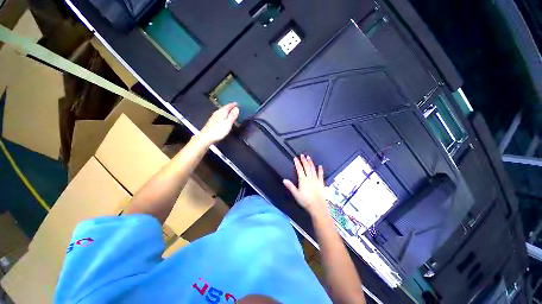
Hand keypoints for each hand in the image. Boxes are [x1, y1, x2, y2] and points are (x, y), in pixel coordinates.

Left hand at [198, 103, 239, 144]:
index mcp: (222, 112)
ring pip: (222, 111)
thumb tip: (237, 108)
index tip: (237, 103)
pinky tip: (224, 117)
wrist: (206, 137)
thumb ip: (232, 116)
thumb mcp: (228, 123)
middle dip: (230, 107)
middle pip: (224, 108)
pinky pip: (220, 115)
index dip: (233, 105)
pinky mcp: (212, 122)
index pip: (228, 106)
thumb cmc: (218, 131)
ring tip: (231, 111)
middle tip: (235, 106)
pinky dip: (224, 114)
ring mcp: (214, 117)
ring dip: (227, 111)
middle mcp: (217, 113)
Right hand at [283, 155, 328, 217]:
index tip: (295, 158)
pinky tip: (320, 166)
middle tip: (302, 155)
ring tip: (309, 157)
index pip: (299, 169)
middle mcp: (310, 178)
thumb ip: (290, 186)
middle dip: (304, 160)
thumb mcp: (296, 194)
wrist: (318, 206)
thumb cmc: (306, 201)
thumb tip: (284, 180)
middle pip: (306, 167)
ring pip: (313, 169)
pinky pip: (321, 175)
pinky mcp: (321, 183)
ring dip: (311, 163)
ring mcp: (316, 180)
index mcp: (303, 180)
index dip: (297, 163)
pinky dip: (320, 170)